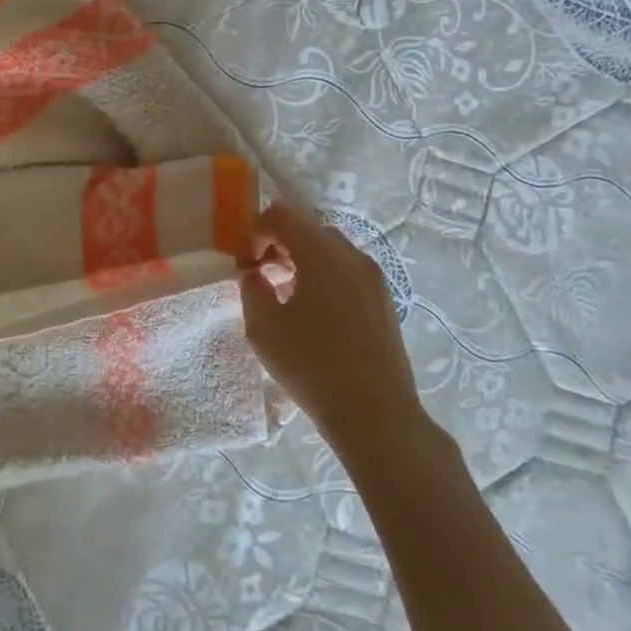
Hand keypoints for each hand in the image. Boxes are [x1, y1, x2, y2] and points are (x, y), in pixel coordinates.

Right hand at [242, 201, 423, 449]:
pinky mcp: (384, 300)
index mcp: (321, 254)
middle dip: (279, 244)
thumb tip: (255, 274)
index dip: (255, 232)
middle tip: (262, 277)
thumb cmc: (313, 367)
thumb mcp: (263, 328)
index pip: (281, 215)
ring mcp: (373, 277)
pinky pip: (347, 270)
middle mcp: (352, 255)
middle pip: (307, 228)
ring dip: (302, 260)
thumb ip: (251, 288)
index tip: (246, 264)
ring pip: (329, 249)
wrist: (377, 416)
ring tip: (286, 297)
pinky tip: (315, 314)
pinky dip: (324, 276)